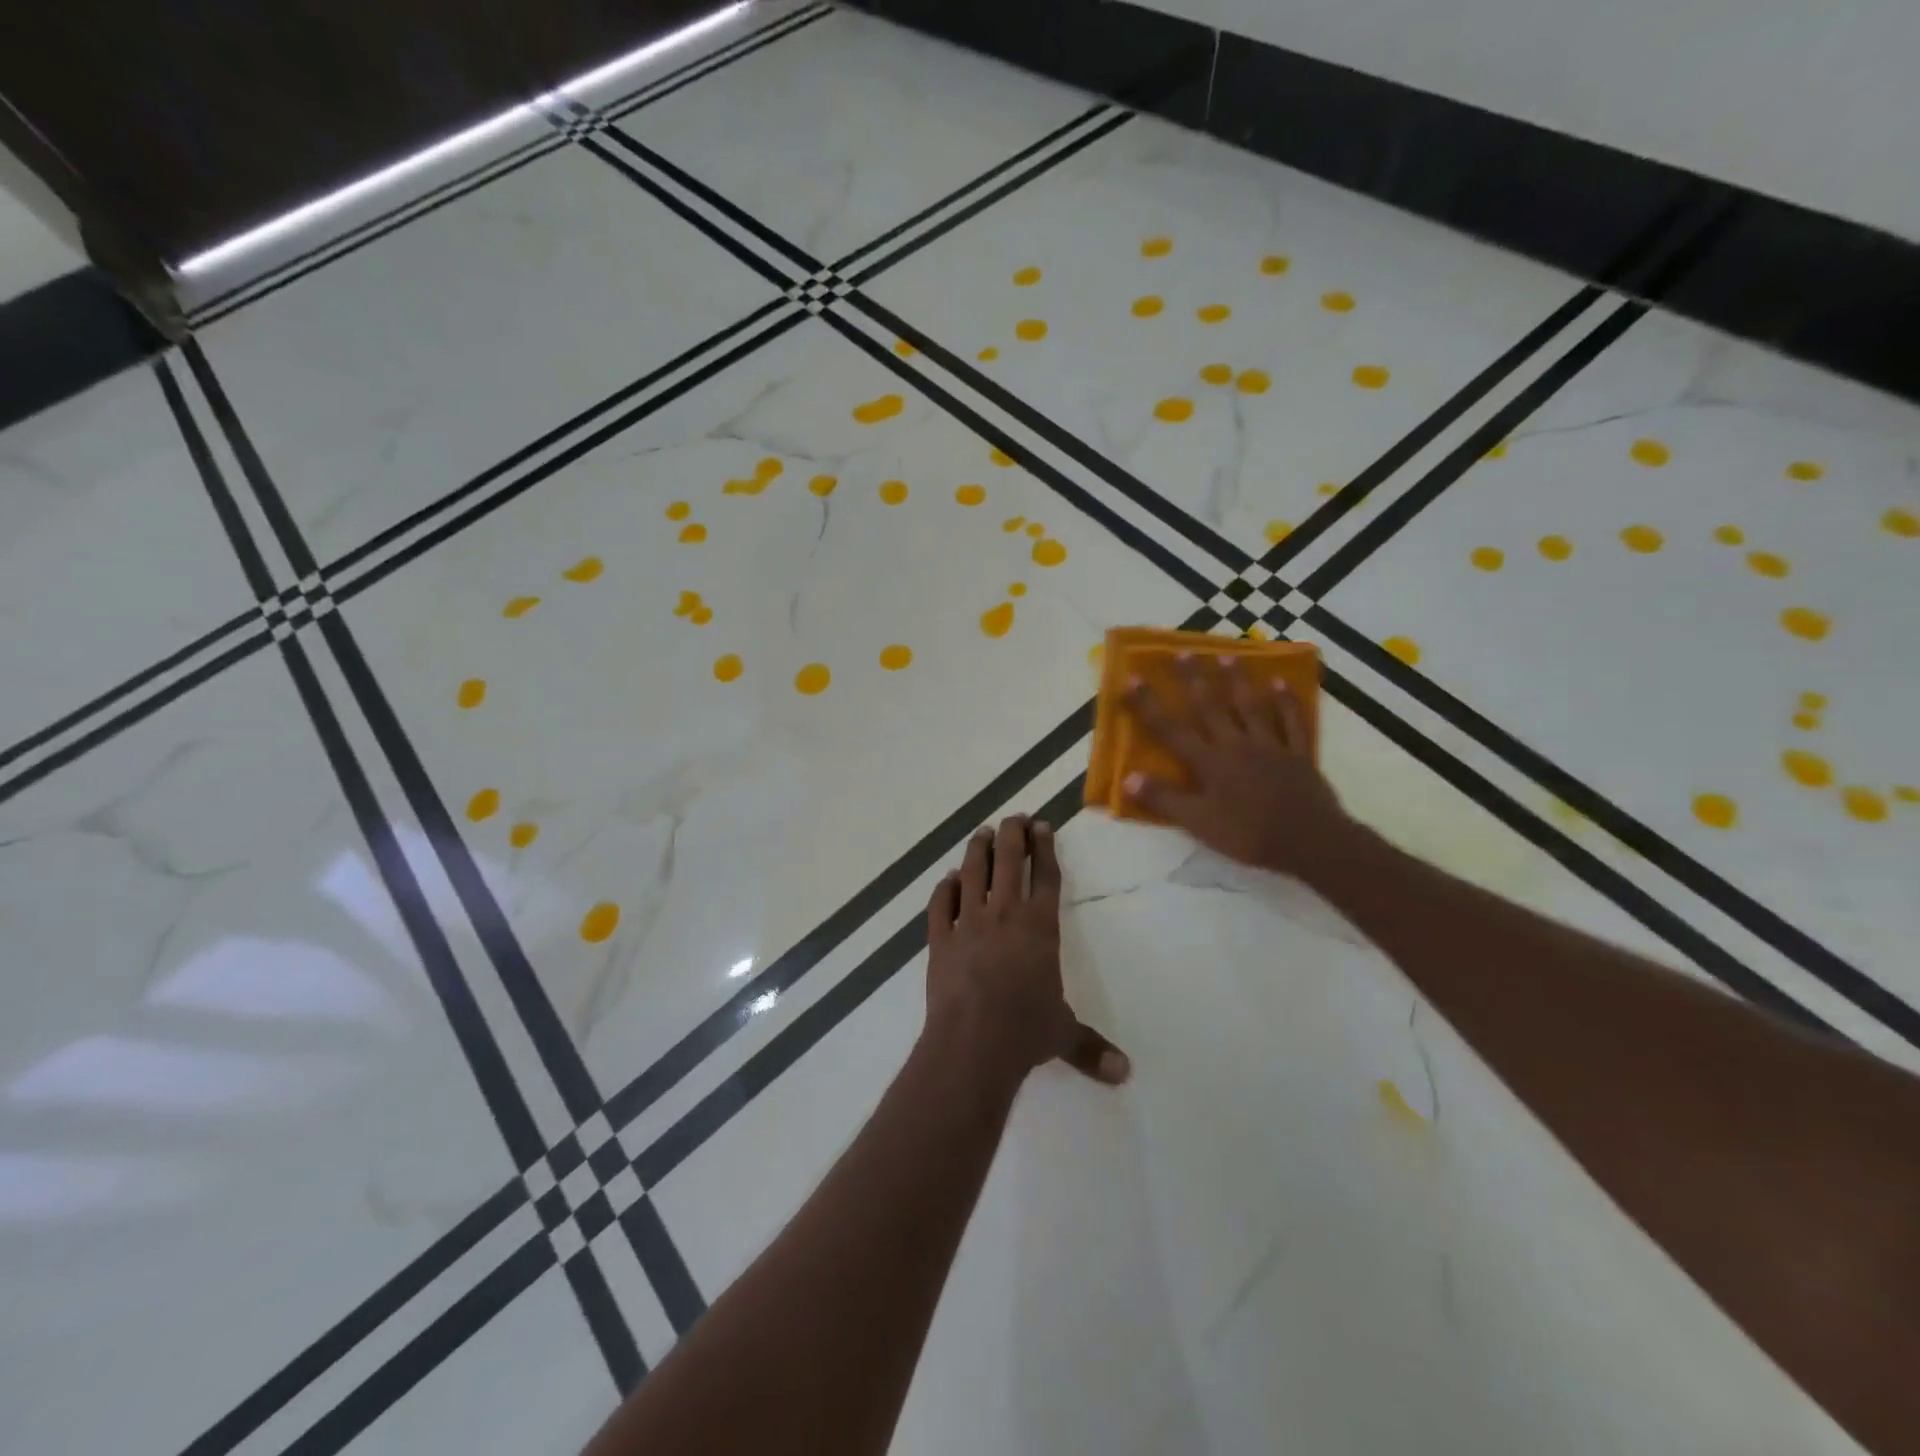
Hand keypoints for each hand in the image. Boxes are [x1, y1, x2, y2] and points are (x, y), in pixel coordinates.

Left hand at [924, 815, 1129, 1088]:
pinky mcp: (939, 939)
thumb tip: (1126, 1074)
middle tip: (1014, 818)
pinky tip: (948, 879)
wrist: (972, 1042)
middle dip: (1012, 835)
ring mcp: (968, 923)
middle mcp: (1004, 915)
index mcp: (1039, 928)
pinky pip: (940, 904)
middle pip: (1009, 862)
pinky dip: (944, 888)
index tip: (1042, 827)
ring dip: (978, 850)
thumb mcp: (1064, 1036)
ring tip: (982, 833)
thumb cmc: (1025, 1032)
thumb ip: (1092, 1048)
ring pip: (973, 873)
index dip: (1045, 849)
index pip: (1045, 877)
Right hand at [1123, 655, 1356, 881]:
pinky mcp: (1298, 753)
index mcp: (1209, 762)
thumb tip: (1128, 778)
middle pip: (1210, 706)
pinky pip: (1291, 721)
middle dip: (1192, 679)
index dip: (1148, 705)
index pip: (1170, 729)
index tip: (1131, 679)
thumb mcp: (1198, 823)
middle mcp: (1235, 744)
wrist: (1309, 841)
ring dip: (1237, 681)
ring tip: (1227, 656)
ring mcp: (1270, 745)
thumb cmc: (1248, 834)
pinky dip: (1286, 701)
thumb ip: (1164, 799)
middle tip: (1182, 651)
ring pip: (1250, 706)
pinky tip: (1281, 683)